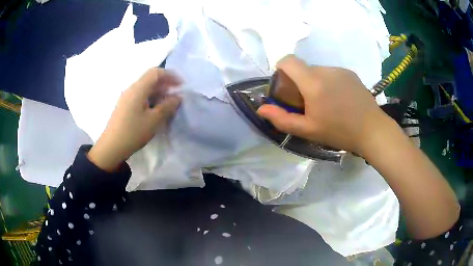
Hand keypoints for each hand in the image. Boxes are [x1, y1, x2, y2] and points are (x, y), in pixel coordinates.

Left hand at [88, 67, 181, 171]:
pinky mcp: (124, 105)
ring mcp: (126, 97)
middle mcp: (131, 89)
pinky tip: (155, 110)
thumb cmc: (133, 133)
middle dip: (165, 84)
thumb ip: (168, 106)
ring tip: (167, 104)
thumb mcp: (154, 120)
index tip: (181, 85)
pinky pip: (140, 96)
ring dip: (158, 92)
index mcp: (138, 89)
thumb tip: (178, 97)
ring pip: (145, 88)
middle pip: (150, 79)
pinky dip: (150, 98)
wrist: (111, 147)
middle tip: (176, 95)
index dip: (170, 75)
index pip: (155, 72)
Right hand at [257, 55, 393, 156]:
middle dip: (300, 82)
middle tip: (309, 104)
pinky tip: (340, 100)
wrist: (372, 130)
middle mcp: (325, 70)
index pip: (288, 60)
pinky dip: (329, 83)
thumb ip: (282, 119)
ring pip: (318, 71)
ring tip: (327, 104)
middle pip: (303, 68)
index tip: (285, 86)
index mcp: (313, 82)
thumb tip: (261, 109)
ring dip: (316, 83)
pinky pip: (332, 73)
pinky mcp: (350, 73)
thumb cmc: (339, 132)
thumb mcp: (308, 130)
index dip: (281, 69)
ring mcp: (340, 70)